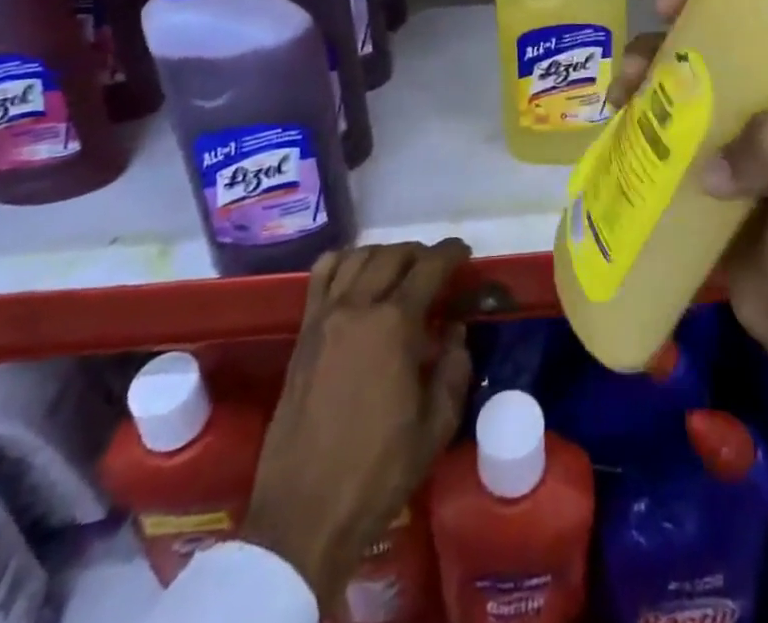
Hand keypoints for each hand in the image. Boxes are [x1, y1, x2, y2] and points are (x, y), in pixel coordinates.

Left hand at [245, 242, 472, 604]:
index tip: (464, 253)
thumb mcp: (436, 427)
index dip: (451, 253)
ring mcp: (325, 317)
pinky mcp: (303, 334)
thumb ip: (454, 369)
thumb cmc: (378, 472)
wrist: (305, 513)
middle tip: (437, 268)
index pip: (429, 267)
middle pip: (393, 255)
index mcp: (395, 324)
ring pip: (358, 257)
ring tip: (400, 270)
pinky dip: (344, 261)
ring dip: (385, 254)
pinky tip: (356, 275)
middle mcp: (358, 306)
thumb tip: (455, 330)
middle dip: (421, 254)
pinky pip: (321, 276)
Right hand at [614, 0, 767, 506]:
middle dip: (682, 11)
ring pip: (680, 72)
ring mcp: (729, 130)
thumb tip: (710, 158)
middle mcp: (767, 97)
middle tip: (659, 11)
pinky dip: (634, 107)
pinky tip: (616, 114)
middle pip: (717, 32)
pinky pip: (659, 119)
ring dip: (648, 61)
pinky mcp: (696, 162)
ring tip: (626, 83)